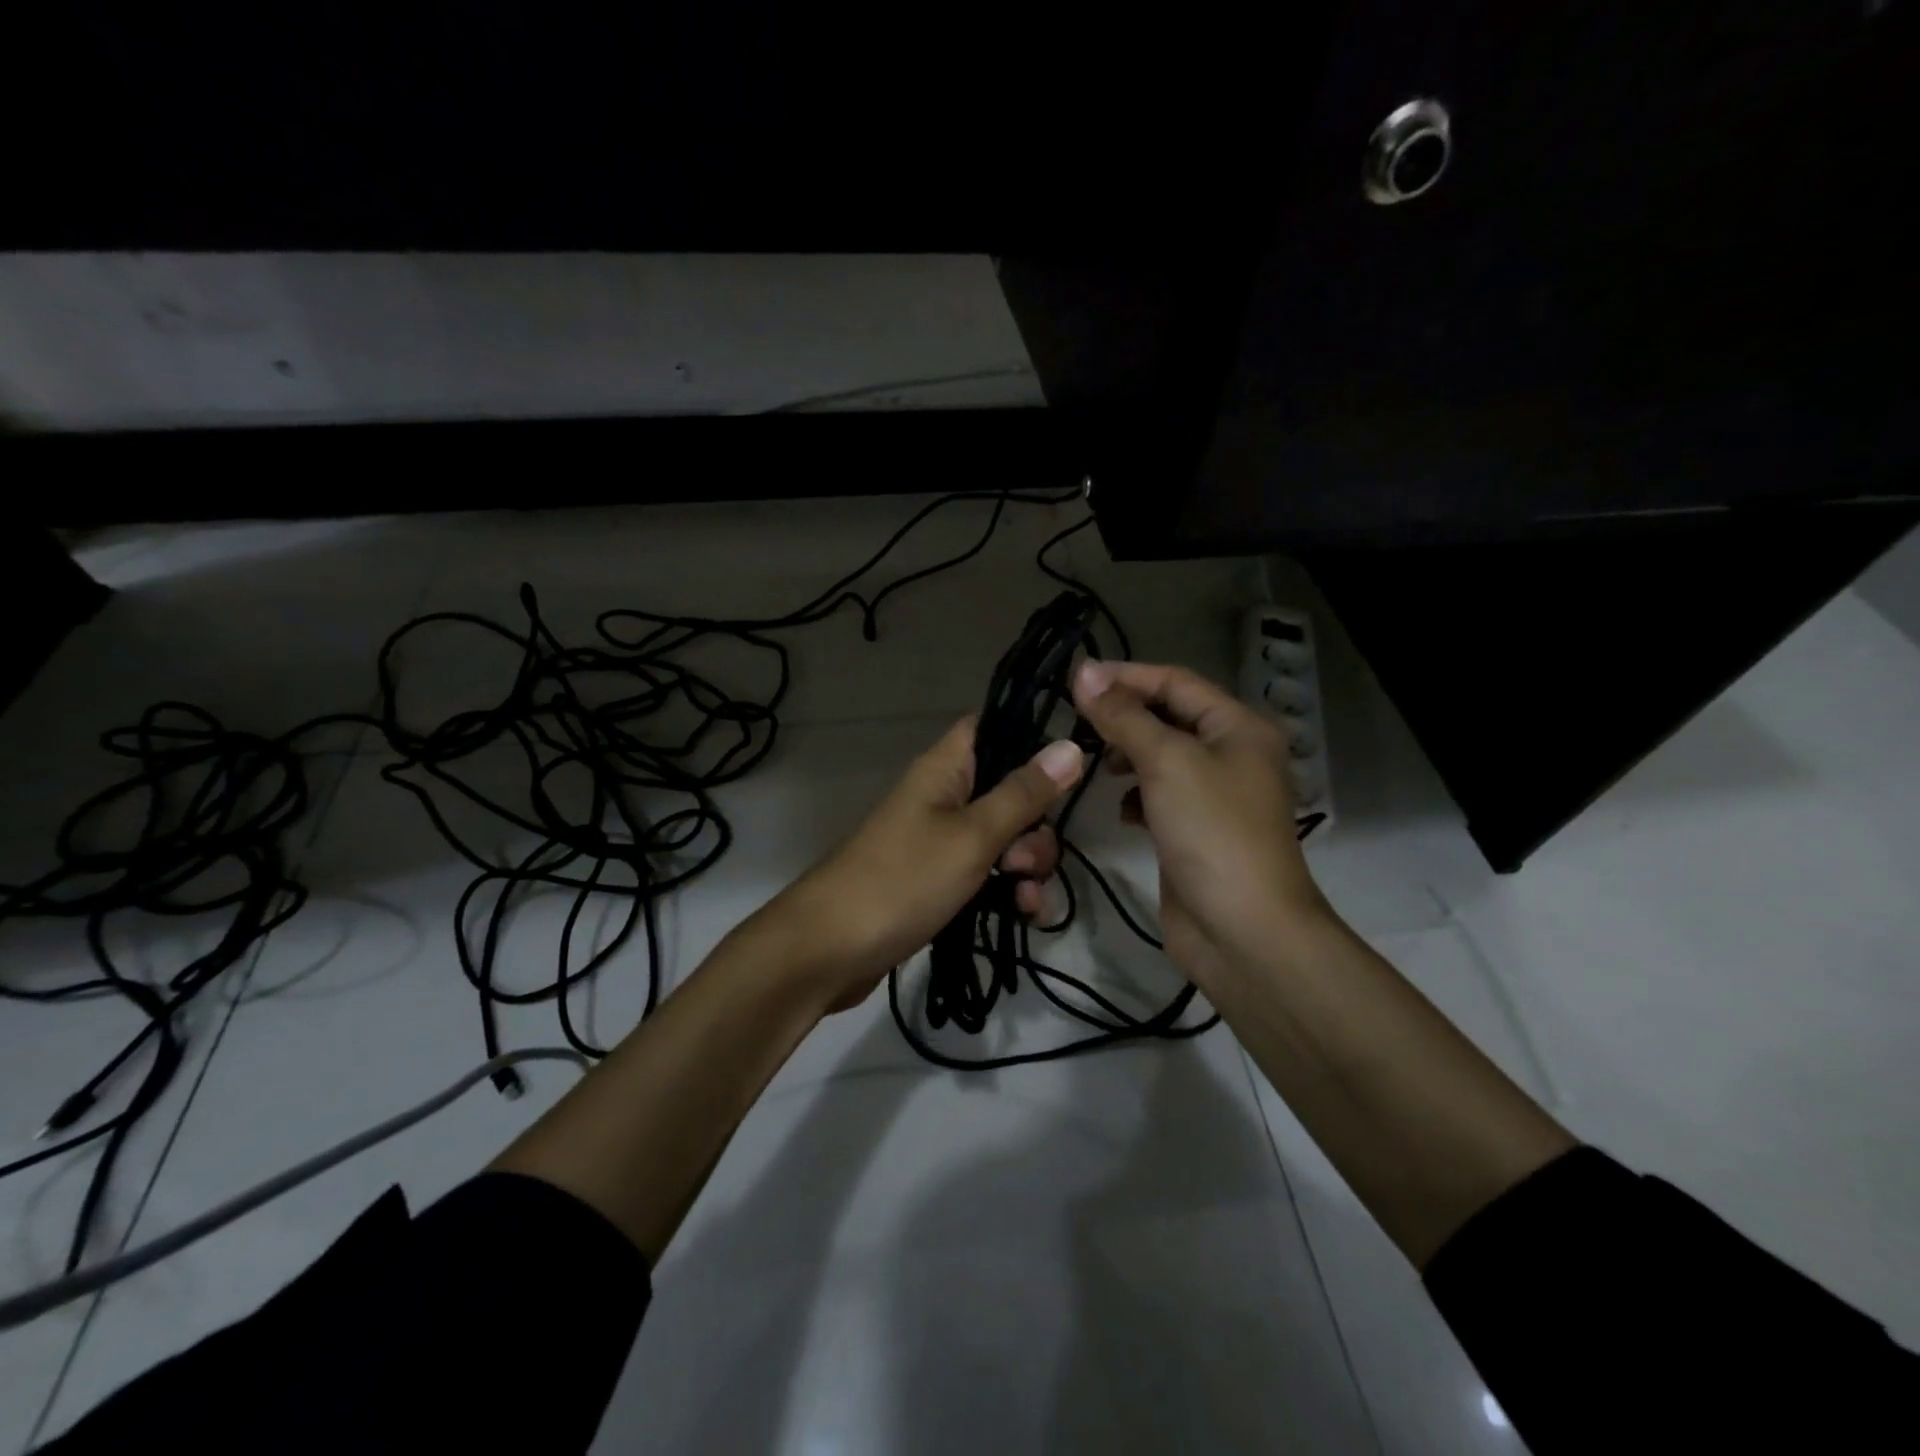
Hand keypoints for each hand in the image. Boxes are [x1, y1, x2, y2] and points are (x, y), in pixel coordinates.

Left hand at [761, 717, 1084, 1010]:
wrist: (828, 951)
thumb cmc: (902, 880)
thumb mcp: (972, 836)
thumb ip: (1023, 795)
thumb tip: (1071, 745)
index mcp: (945, 768)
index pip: (993, 727)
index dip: (1032, 739)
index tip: (1068, 769)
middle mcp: (943, 796)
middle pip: (1008, 790)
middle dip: (1035, 826)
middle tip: (1026, 860)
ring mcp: (939, 840)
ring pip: (1003, 837)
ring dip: (1026, 866)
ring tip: (1024, 899)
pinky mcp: (937, 881)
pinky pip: (986, 873)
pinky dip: (1007, 890)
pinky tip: (1021, 915)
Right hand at [1070, 659, 1326, 991]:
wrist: (1243, 930)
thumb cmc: (1211, 831)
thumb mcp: (1166, 761)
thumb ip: (1123, 716)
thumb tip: (1084, 671)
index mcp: (1238, 727)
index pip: (1175, 682)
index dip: (1125, 677)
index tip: (1073, 681)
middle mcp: (1232, 754)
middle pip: (1169, 717)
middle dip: (1124, 717)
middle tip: (1077, 723)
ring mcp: (1215, 796)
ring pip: (1161, 757)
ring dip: (1128, 755)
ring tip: (1097, 764)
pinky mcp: (1196, 831)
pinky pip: (1160, 796)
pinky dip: (1137, 795)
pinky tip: (1122, 810)